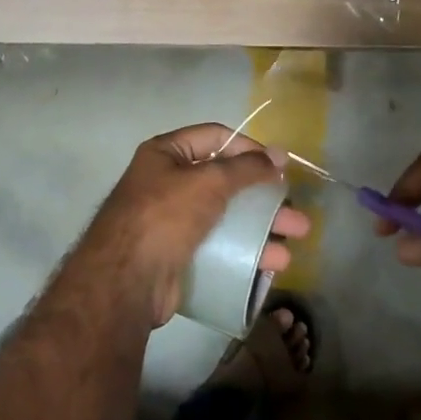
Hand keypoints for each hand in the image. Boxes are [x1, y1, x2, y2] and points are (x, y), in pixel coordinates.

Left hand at [83, 123, 310, 326]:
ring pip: (225, 218)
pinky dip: (243, 253)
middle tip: (296, 216)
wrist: (124, 282)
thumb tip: (278, 155)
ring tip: (291, 248)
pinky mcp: (177, 256)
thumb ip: (246, 168)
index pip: (215, 137)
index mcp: (166, 154)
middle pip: (225, 182)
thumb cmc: (165, 216)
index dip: (249, 148)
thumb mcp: (209, 182)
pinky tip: (269, 266)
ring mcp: (172, 222)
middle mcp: (167, 183)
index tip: (279, 166)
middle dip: (263, 200)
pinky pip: (217, 247)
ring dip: (260, 231)